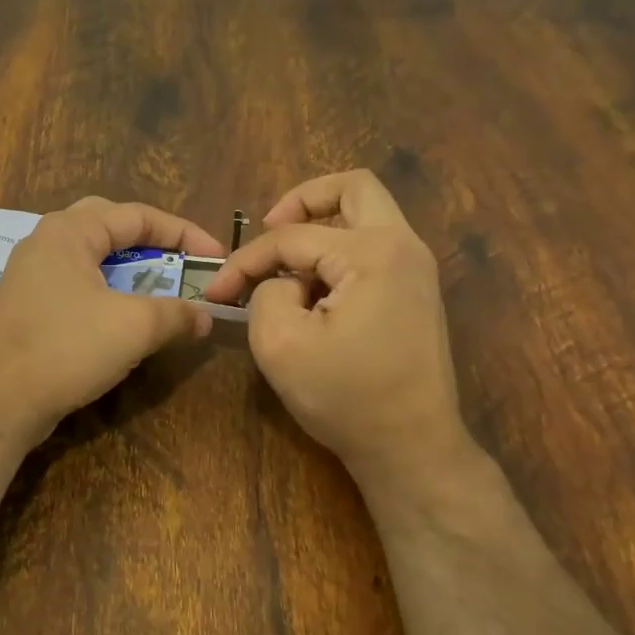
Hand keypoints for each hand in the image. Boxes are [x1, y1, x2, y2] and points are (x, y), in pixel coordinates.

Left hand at [0, 197, 223, 443]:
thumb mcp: (134, 327)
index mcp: (69, 231)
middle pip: (109, 225)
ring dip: (128, 269)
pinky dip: (105, 291)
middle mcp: (45, 242)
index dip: (183, 234)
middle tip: (180, 262)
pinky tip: (118, 316)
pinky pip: (74, 283)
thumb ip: (177, 314)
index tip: (215, 258)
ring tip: (156, 287)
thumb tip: (205, 317)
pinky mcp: (25, 305)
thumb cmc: (66, 349)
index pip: (137, 215)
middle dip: (151, 242)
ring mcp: (29, 274)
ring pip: (90, 257)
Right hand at [203, 171, 474, 494]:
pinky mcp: (416, 293)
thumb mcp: (281, 345)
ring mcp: (417, 270)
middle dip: (302, 200)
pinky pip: (374, 248)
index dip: (246, 261)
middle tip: (269, 228)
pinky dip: (339, 253)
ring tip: (287, 266)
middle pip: (354, 188)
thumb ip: (266, 293)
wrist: (412, 447)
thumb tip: (281, 281)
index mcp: (373, 253)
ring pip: (367, 215)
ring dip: (322, 227)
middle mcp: (404, 247)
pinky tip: (315, 291)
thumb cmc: (346, 398)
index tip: (216, 291)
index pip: (293, 237)